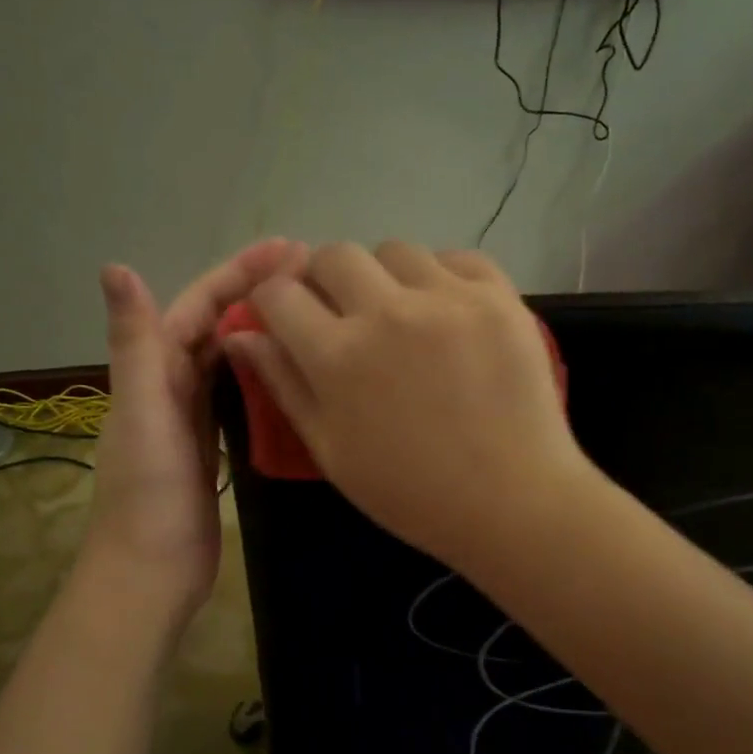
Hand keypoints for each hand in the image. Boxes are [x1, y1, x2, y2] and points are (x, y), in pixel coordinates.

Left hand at [85, 238, 307, 614]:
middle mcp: (169, 384)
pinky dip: (259, 375)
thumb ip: (134, 343)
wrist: (151, 570)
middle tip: (312, 274)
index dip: (239, 272)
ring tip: (307, 310)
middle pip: (215, 325)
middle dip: (256, 293)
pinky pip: (235, 396)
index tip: (289, 248)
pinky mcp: (210, 446)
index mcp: (152, 369)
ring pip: (227, 358)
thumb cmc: (147, 493)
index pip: (198, 305)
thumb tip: (115, 266)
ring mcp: (190, 417)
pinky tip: (289, 370)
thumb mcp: (142, 412)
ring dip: (260, 329)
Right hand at [223, 241, 590, 566]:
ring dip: (383, 276)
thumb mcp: (330, 450)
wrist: (511, 502)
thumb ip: (283, 385)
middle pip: (334, 255)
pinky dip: (440, 277)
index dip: (272, 301)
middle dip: (323, 278)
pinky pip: (456, 257)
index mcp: (338, 357)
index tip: (284, 315)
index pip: (279, 294)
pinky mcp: (498, 296)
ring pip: (395, 251)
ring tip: (400, 315)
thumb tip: (241, 335)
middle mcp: (387, 312)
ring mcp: (448, 298)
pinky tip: (446, 312)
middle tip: (341, 312)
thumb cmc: (410, 491)